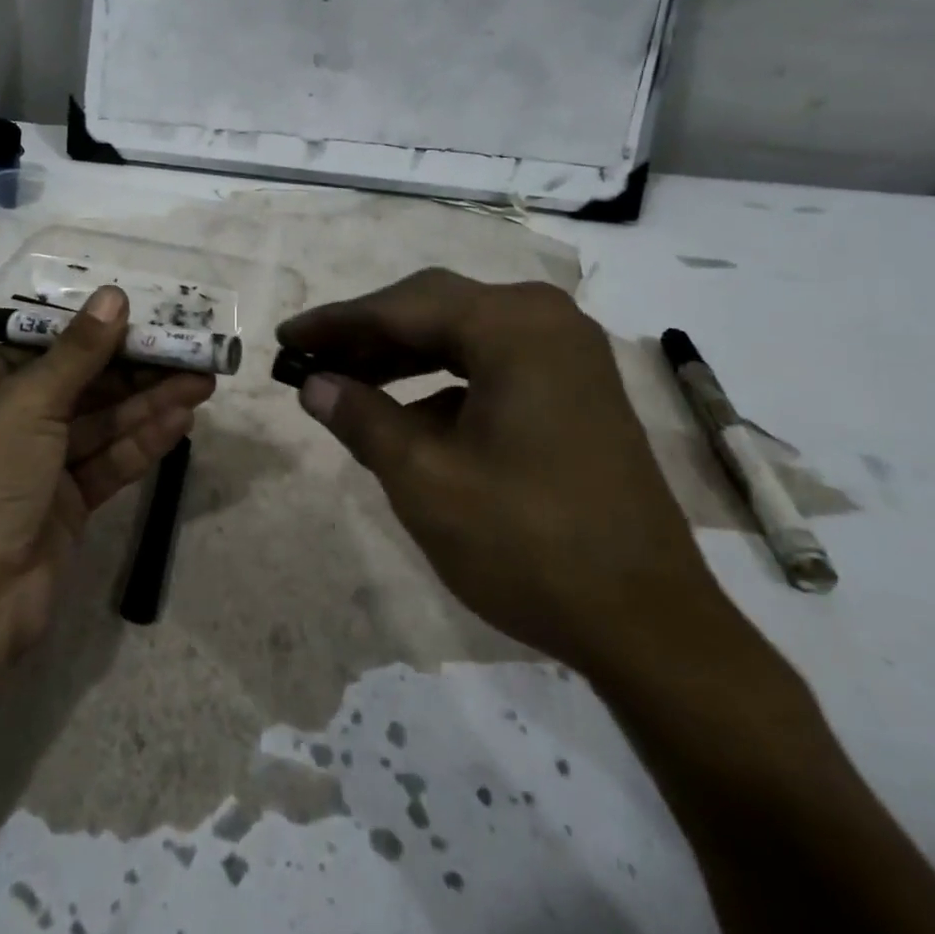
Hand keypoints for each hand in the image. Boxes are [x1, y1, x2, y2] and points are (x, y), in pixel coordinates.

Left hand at [0, 286, 213, 671]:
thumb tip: (114, 296)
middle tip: (186, 351)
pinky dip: (141, 443)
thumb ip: (77, 353)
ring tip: (201, 381)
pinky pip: (105, 464)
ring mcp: (32, 471)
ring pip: (97, 426)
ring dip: (146, 404)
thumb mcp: (26, 405)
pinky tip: (181, 421)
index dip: (89, 334)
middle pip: (75, 387)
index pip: (36, 350)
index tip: (139, 319)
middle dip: (131, 370)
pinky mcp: (62, 508)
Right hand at [278, 269, 720, 674]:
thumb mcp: (424, 479)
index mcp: (514, 327)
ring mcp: (566, 354)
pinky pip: (489, 364)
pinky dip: (440, 380)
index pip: (402, 307)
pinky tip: (406, 414)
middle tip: (310, 360)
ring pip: (460, 335)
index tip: (285, 338)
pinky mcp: (573, 388)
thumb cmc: (528, 544)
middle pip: (433, 309)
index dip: (335, 323)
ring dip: (401, 356)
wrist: (649, 626)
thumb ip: (361, 417)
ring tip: (345, 382)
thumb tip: (313, 383)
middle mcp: (545, 321)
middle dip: (366, 335)